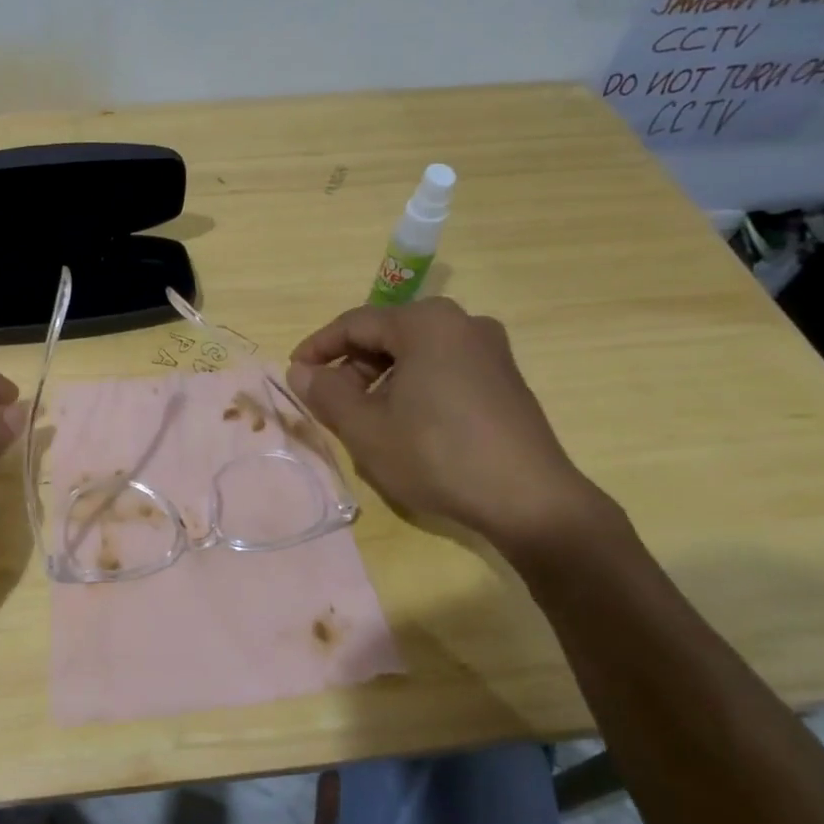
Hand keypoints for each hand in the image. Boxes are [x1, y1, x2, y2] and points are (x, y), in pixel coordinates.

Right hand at [287, 299, 614, 553]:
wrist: (530, 500)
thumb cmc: (436, 454)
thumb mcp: (365, 427)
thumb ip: (325, 393)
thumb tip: (300, 371)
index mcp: (426, 323)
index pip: (354, 324)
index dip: (318, 348)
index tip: (294, 373)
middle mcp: (462, 323)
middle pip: (388, 335)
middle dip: (351, 367)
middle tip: (329, 402)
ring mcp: (490, 350)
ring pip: (416, 354)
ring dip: (381, 380)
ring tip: (364, 419)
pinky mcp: (505, 380)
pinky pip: (444, 369)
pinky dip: (414, 387)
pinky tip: (406, 424)